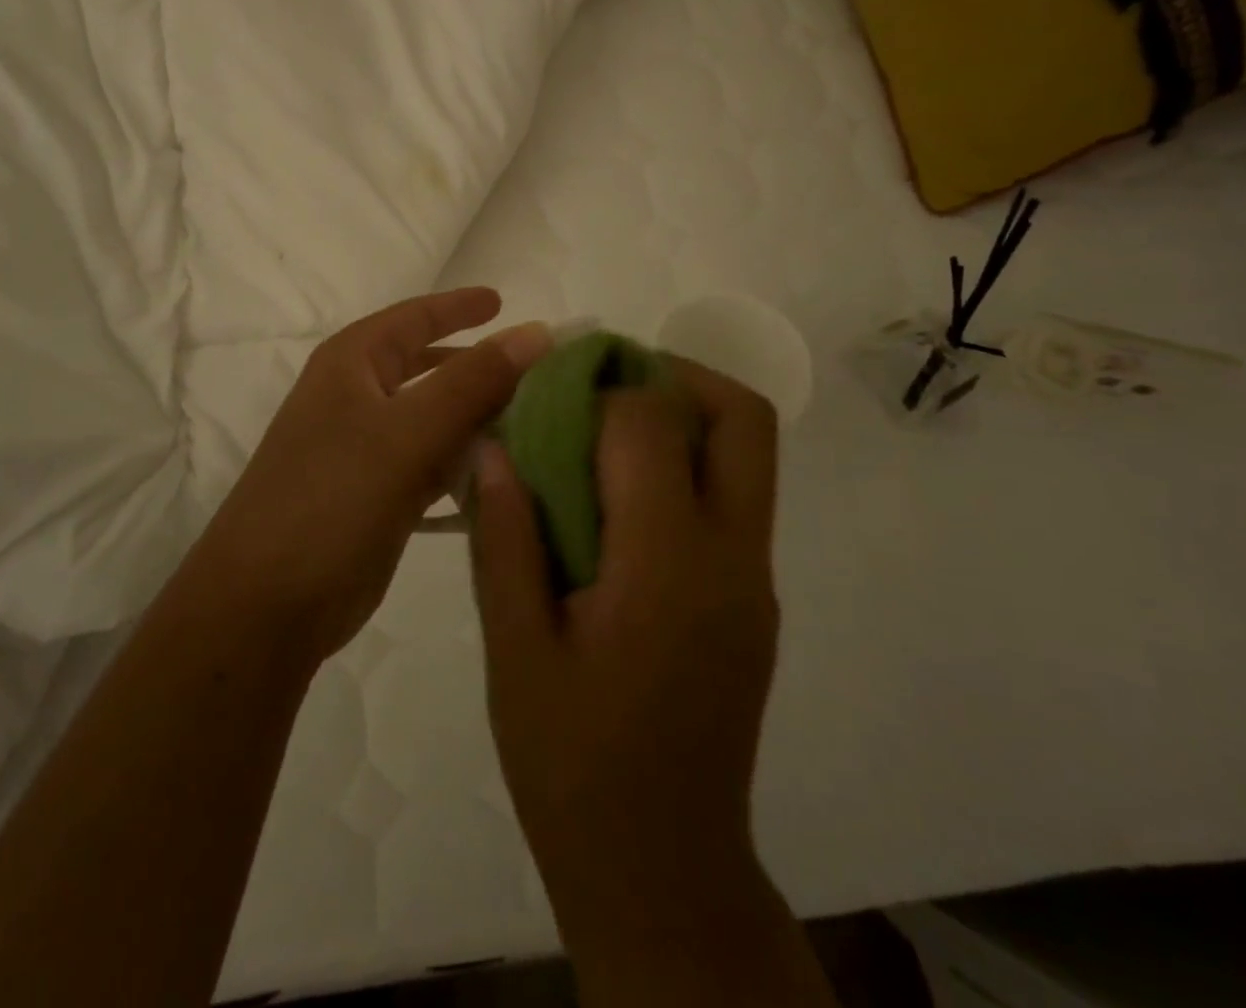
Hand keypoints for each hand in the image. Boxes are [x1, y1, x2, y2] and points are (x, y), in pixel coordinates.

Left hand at [195, 288, 552, 665]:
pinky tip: (509, 470)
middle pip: (429, 368)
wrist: (267, 603)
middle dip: (479, 366)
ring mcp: (367, 451)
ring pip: (436, 419)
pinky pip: (435, 465)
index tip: (504, 300)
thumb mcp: (406, 432)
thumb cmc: (331, 498)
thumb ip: (473, 381)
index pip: (414, 318)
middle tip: (539, 368)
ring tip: (541, 418)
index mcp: (351, 365)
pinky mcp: (380, 497)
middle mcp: (357, 399)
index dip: (458, 307)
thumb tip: (536, 332)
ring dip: (481, 418)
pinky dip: (468, 463)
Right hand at [471, 359, 782, 975]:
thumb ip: (504, 537)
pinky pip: (733, 498)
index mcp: (668, 565)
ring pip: (747, 454)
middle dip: (673, 376)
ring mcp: (754, 580)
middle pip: (741, 418)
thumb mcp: (514, 648)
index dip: (598, 388)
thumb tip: (492, 447)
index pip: (652, 424)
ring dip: (682, 416)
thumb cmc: (571, 762)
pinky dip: (684, 466)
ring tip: (601, 431)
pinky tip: (616, 501)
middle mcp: (732, 558)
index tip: (548, 391)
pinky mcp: (752, 601)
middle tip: (600, 387)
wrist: (660, 869)